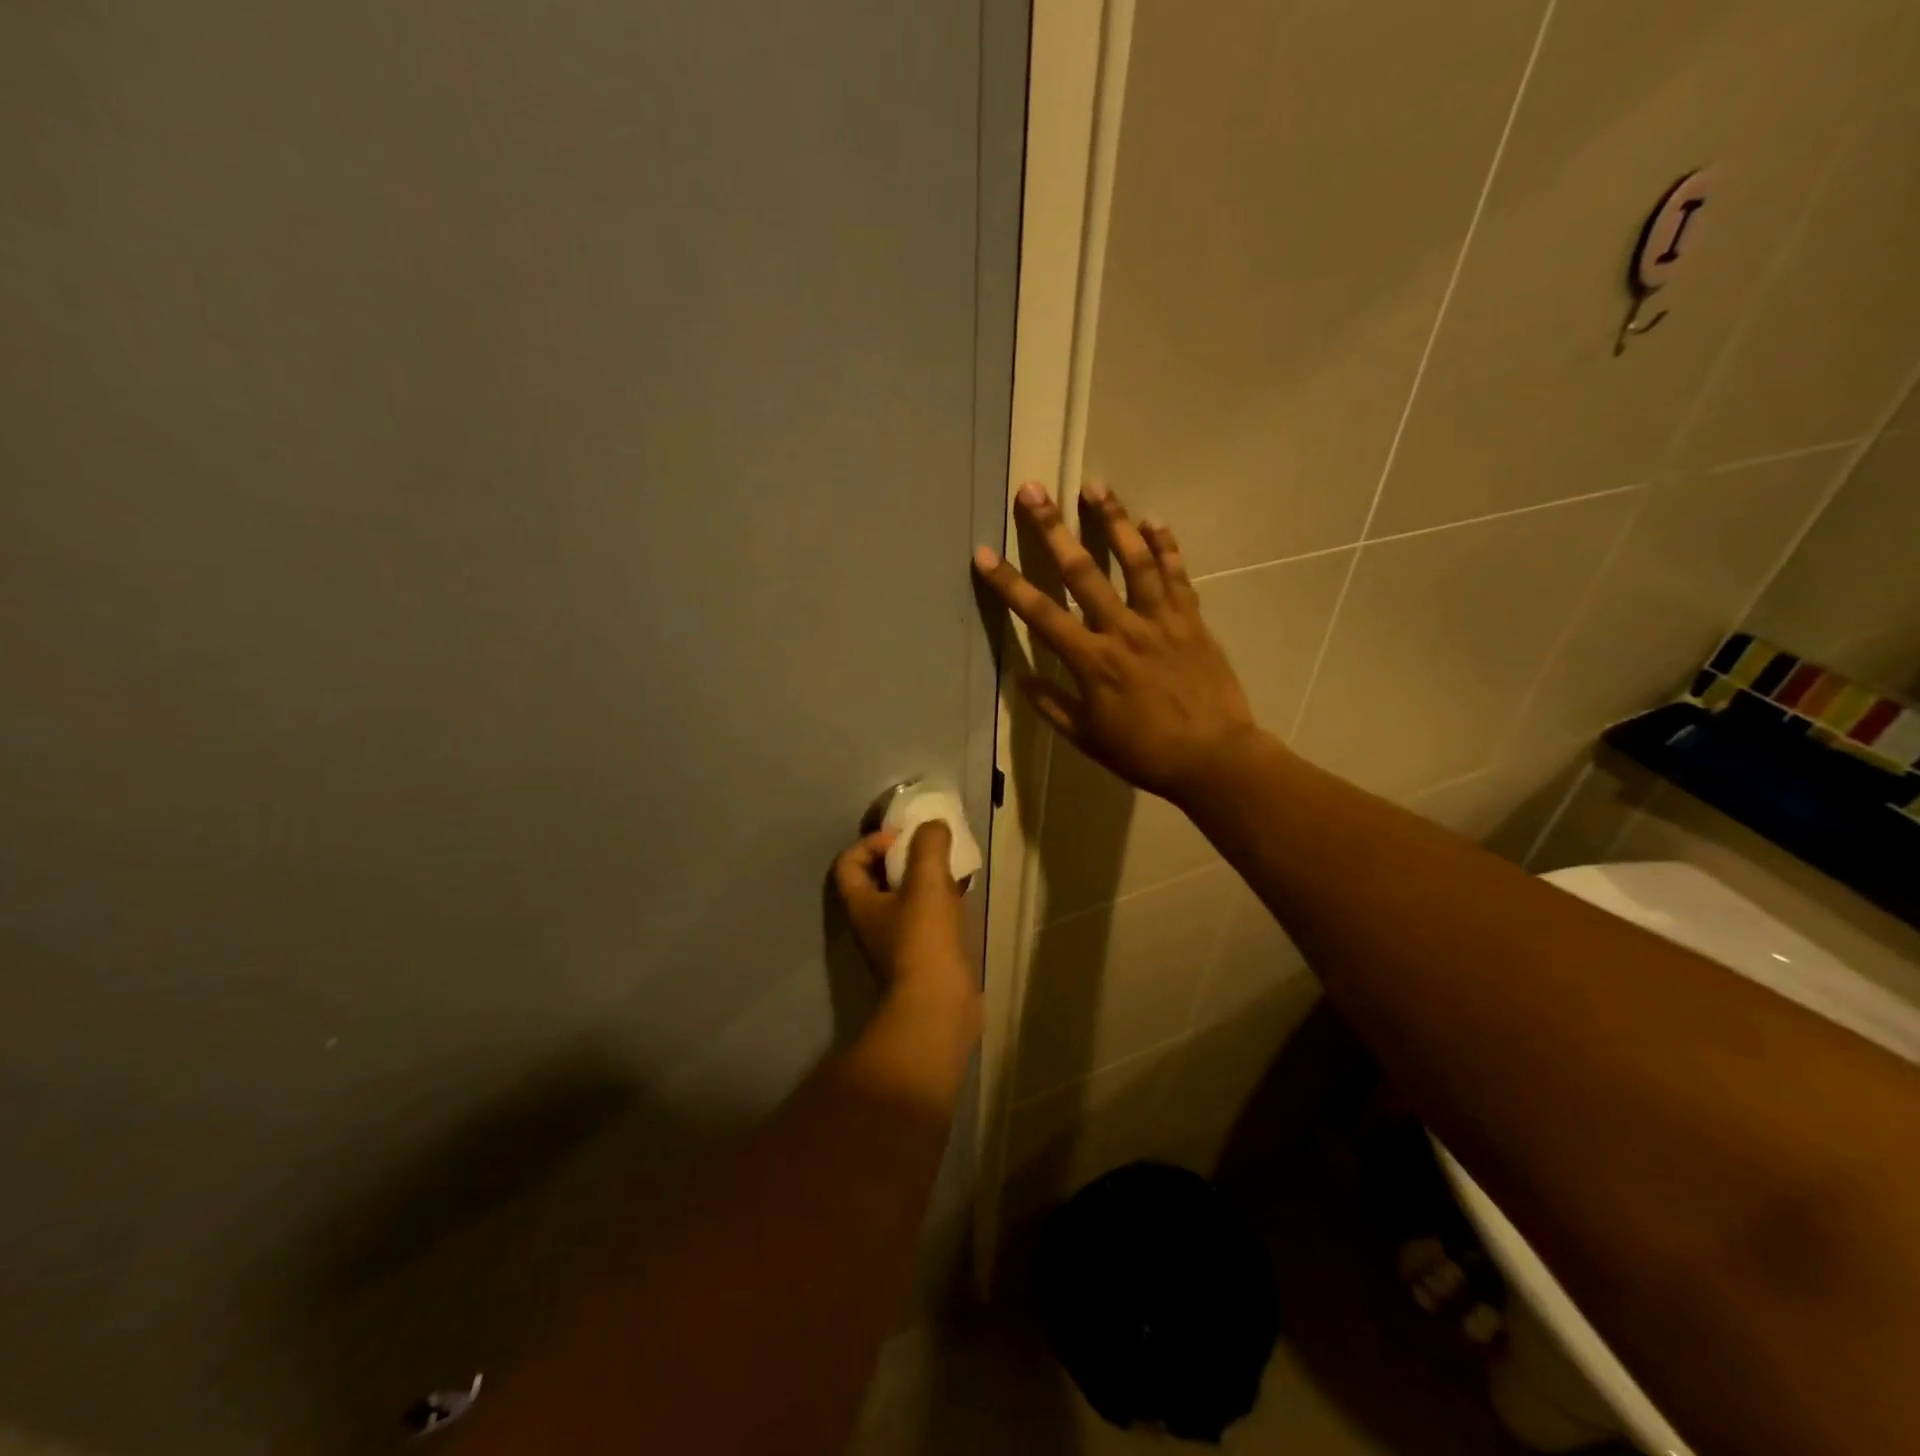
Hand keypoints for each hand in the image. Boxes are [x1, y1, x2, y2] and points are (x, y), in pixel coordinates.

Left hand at [832, 822, 974, 1007]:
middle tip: (931, 847)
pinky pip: (928, 919)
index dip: (870, 843)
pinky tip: (964, 895)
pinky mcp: (924, 957)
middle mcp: (873, 923)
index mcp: (861, 904)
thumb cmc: (923, 940)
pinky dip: (942, 902)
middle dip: (903, 858)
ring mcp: (898, 943)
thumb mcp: (926, 882)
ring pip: (906, 899)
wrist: (938, 1007)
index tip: (902, 838)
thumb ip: (928, 846)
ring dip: (925, 880)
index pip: (849, 863)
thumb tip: (933, 826)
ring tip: (951, 866)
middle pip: (878, 880)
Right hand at [972, 482, 1265, 803]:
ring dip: (1113, 520)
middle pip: (1083, 572)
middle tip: (1034, 491)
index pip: (1041, 615)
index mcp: (1093, 662)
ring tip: (1096, 486)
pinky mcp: (1192, 620)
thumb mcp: (1089, 739)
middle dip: (1053, 529)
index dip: (1009, 583)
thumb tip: (1021, 680)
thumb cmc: (1146, 753)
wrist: (1215, 758)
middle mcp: (1123, 630)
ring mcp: (1161, 620)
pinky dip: (1165, 546)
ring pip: (1134, 561)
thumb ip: (1053, 707)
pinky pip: (1176, 576)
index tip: (984, 554)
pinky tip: (1153, 520)